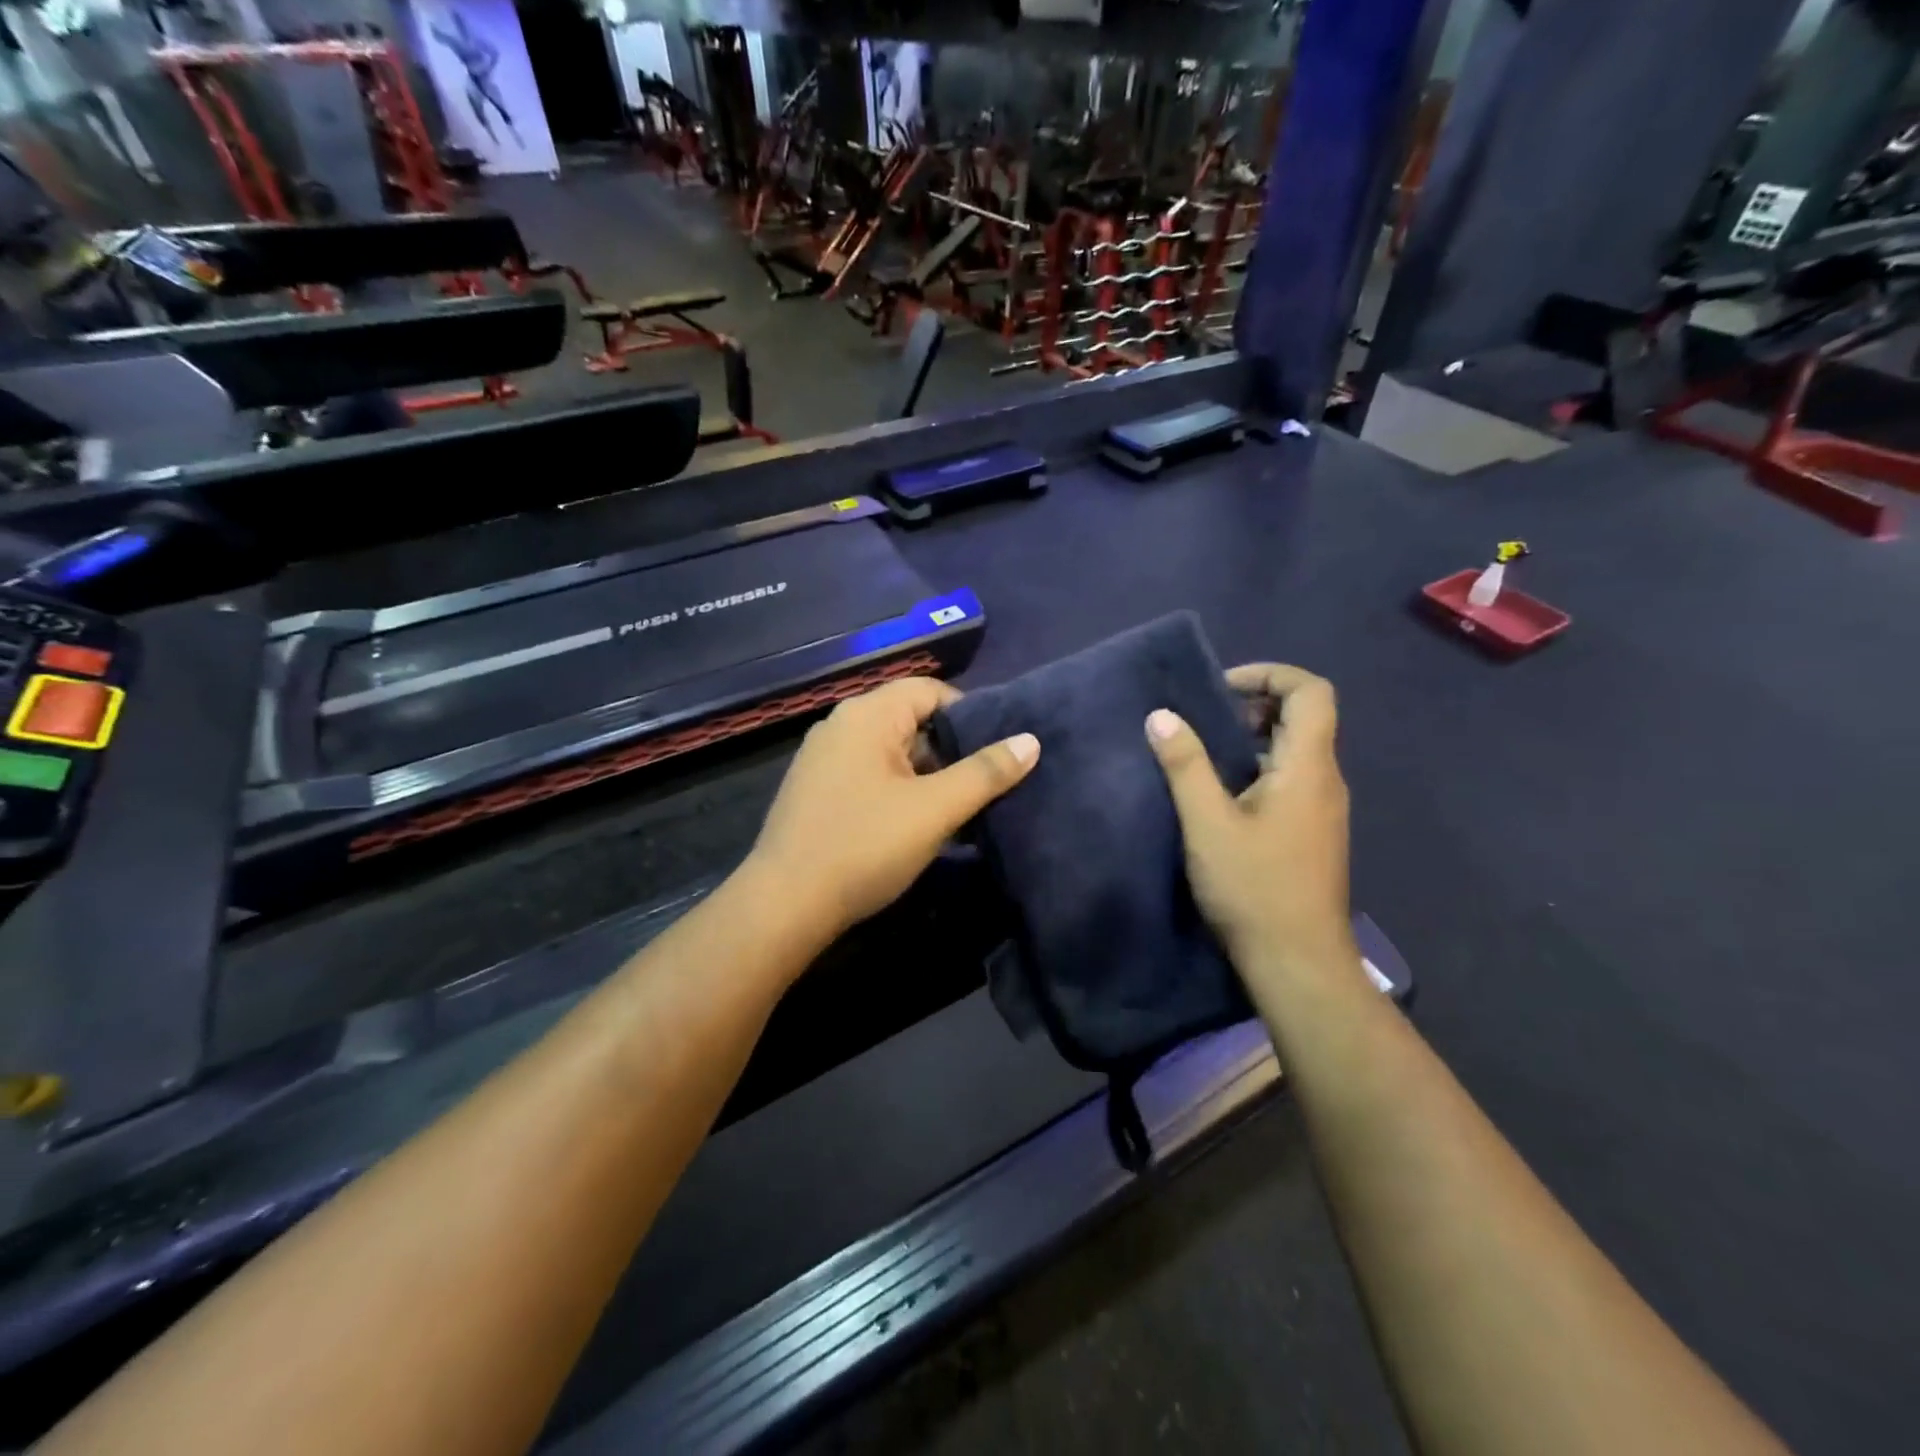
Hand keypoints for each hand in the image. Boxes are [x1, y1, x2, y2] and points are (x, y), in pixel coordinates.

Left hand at [745, 678, 1039, 938]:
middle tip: (986, 783)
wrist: (785, 905)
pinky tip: (917, 825)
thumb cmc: (864, 846)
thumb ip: (985, 773)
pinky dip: (899, 790)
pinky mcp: (817, 792)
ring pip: (891, 753)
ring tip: (961, 808)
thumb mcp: (935, 809)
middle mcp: (841, 726)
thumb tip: (1031, 740)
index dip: (970, 714)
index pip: (930, 690)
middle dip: (951, 749)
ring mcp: (824, 760)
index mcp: (867, 716)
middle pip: (910, 720)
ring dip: (927, 775)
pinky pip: (870, 776)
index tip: (997, 750)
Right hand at [1145, 664, 1355, 978]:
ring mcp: (1322, 809)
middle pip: (1304, 717)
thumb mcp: (1208, 823)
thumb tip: (1162, 715)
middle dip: (1255, 704)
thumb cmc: (1254, 887)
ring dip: (1253, 738)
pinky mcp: (1311, 833)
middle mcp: (1325, 780)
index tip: (1220, 688)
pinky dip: (1257, 768)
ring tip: (1203, 752)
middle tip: (1204, 718)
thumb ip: (1185, 765)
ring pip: (1295, 751)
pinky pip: (1290, 779)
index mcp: (1308, 767)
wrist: (1297, 962)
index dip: (1269, 674)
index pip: (1311, 691)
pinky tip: (1220, 795)